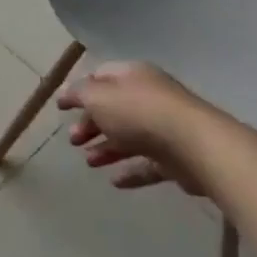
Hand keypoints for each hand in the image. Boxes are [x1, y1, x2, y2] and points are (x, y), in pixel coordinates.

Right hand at [57, 61, 206, 194]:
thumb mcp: (99, 97)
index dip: (80, 90)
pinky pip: (147, 163)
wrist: (194, 145)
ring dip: (106, 148)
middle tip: (73, 140)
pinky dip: (130, 170)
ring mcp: (164, 127)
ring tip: (89, 162)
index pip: (101, 76)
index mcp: (131, 75)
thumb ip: (79, 94)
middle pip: (114, 108)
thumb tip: (66, 93)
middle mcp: (148, 96)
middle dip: (90, 123)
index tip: (62, 108)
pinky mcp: (175, 157)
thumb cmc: (139, 113)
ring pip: (129, 137)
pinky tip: (115, 181)